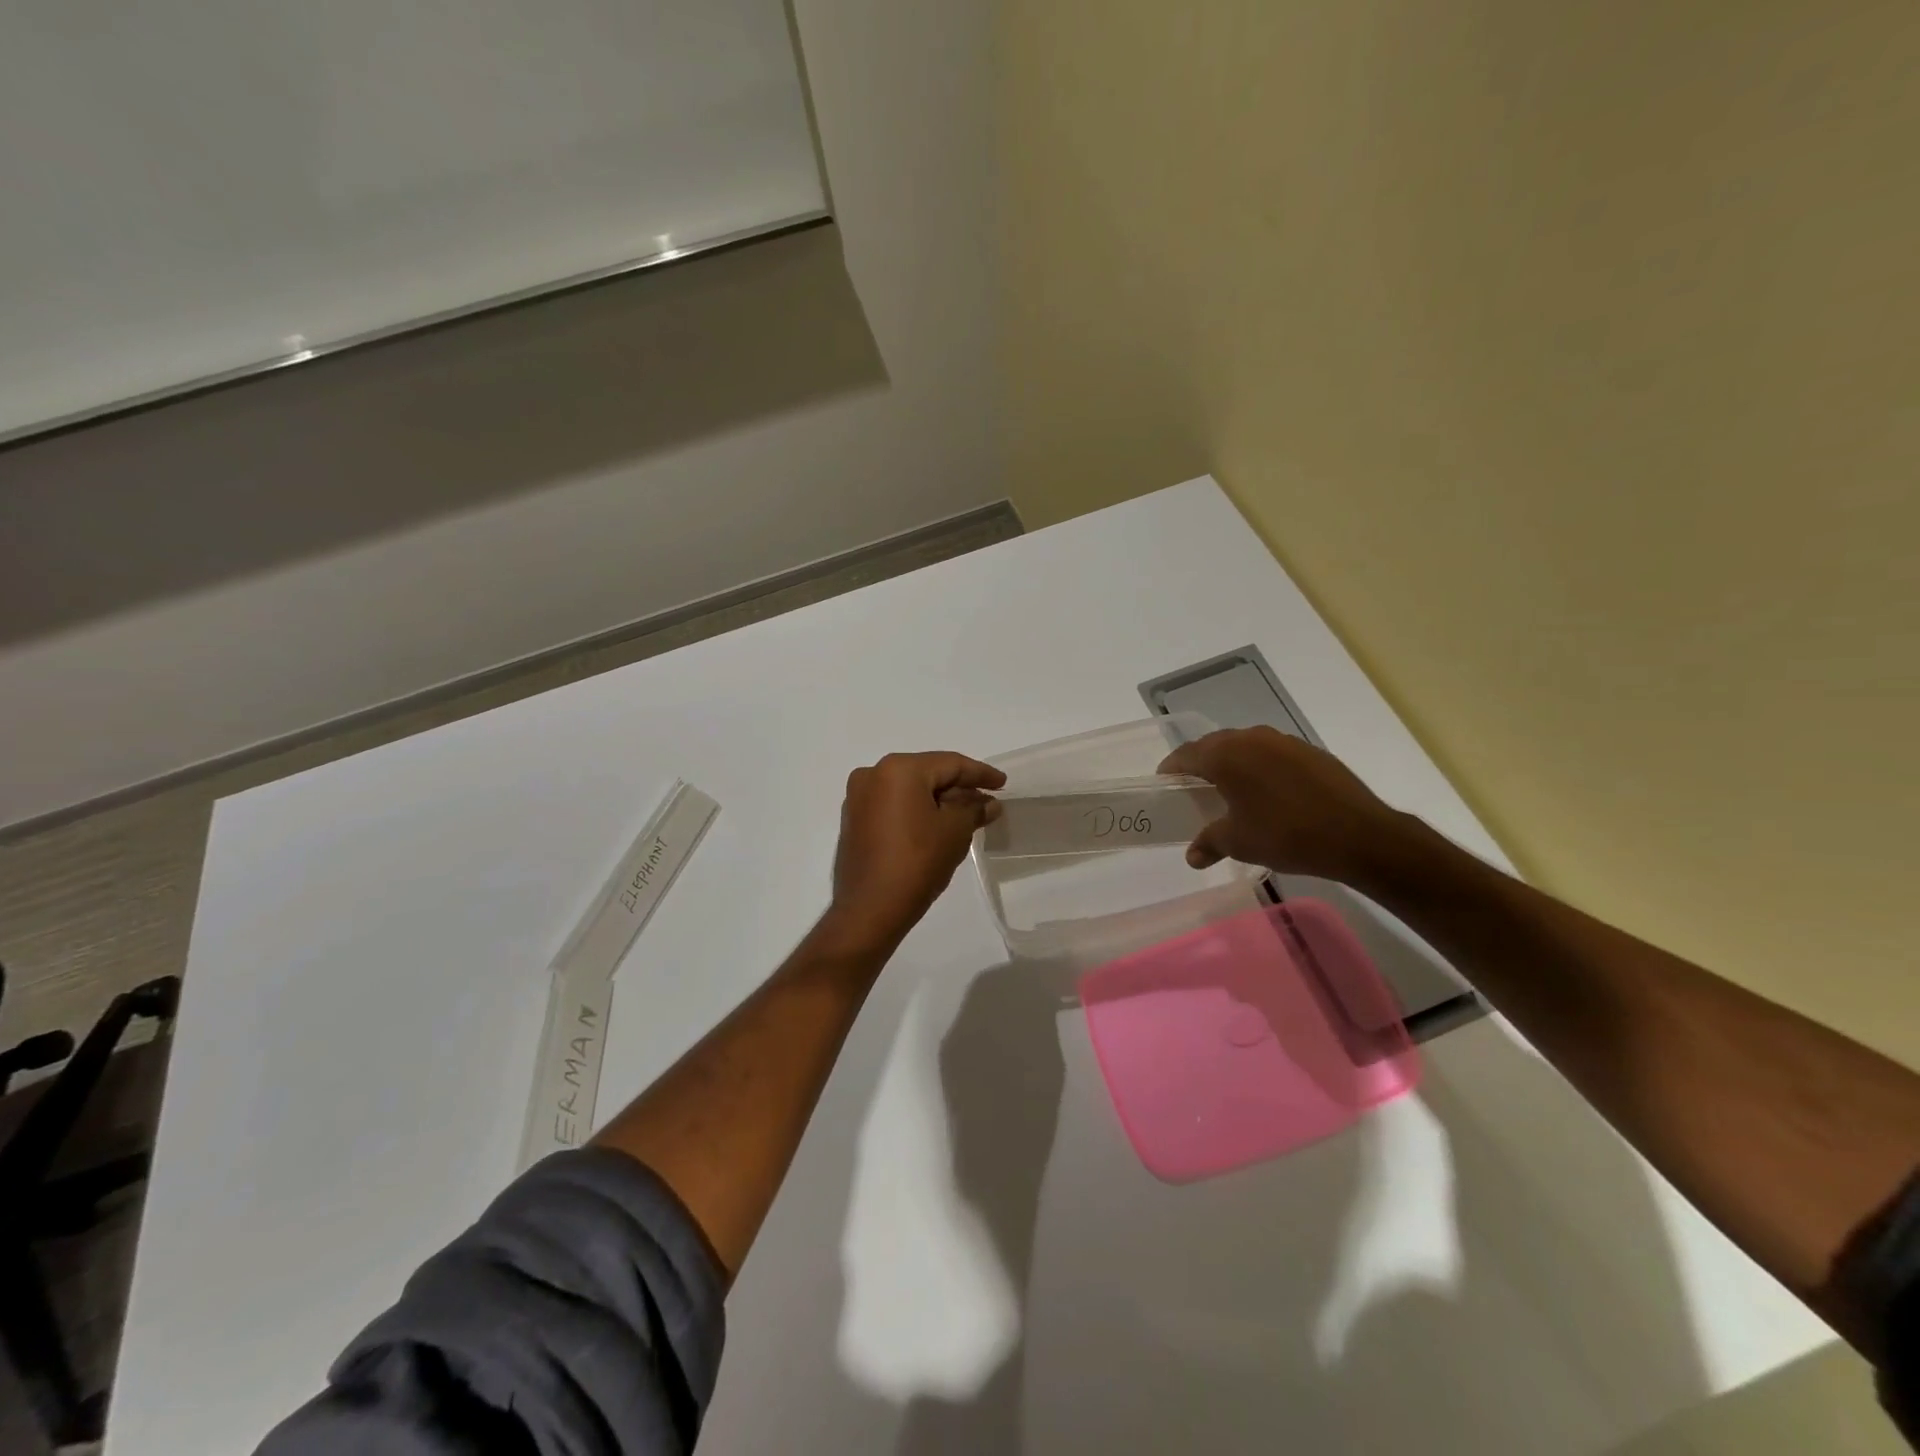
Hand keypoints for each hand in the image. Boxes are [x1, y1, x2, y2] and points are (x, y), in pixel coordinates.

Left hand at [822, 751, 1005, 953]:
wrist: (870, 909)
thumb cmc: (917, 862)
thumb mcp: (955, 832)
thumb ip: (974, 810)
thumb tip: (989, 804)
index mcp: (898, 769)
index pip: (949, 764)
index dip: (980, 773)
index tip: (1002, 782)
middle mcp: (873, 774)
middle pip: (927, 774)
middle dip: (958, 787)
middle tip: (987, 800)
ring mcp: (859, 798)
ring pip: (910, 790)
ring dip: (938, 800)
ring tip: (967, 814)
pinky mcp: (854, 821)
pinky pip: (894, 806)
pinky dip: (917, 811)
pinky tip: (937, 824)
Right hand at [1158, 727, 1411, 884]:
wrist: (1359, 835)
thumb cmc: (1286, 835)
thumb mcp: (1239, 843)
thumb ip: (1209, 843)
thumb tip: (1192, 857)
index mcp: (1227, 755)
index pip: (1187, 755)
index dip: (1172, 768)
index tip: (1164, 783)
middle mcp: (1252, 739)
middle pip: (1215, 745)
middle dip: (1201, 764)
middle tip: (1194, 788)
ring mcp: (1284, 742)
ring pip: (1246, 747)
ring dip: (1233, 763)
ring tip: (1230, 790)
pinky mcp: (1310, 752)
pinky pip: (1272, 754)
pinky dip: (1261, 768)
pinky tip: (1268, 793)